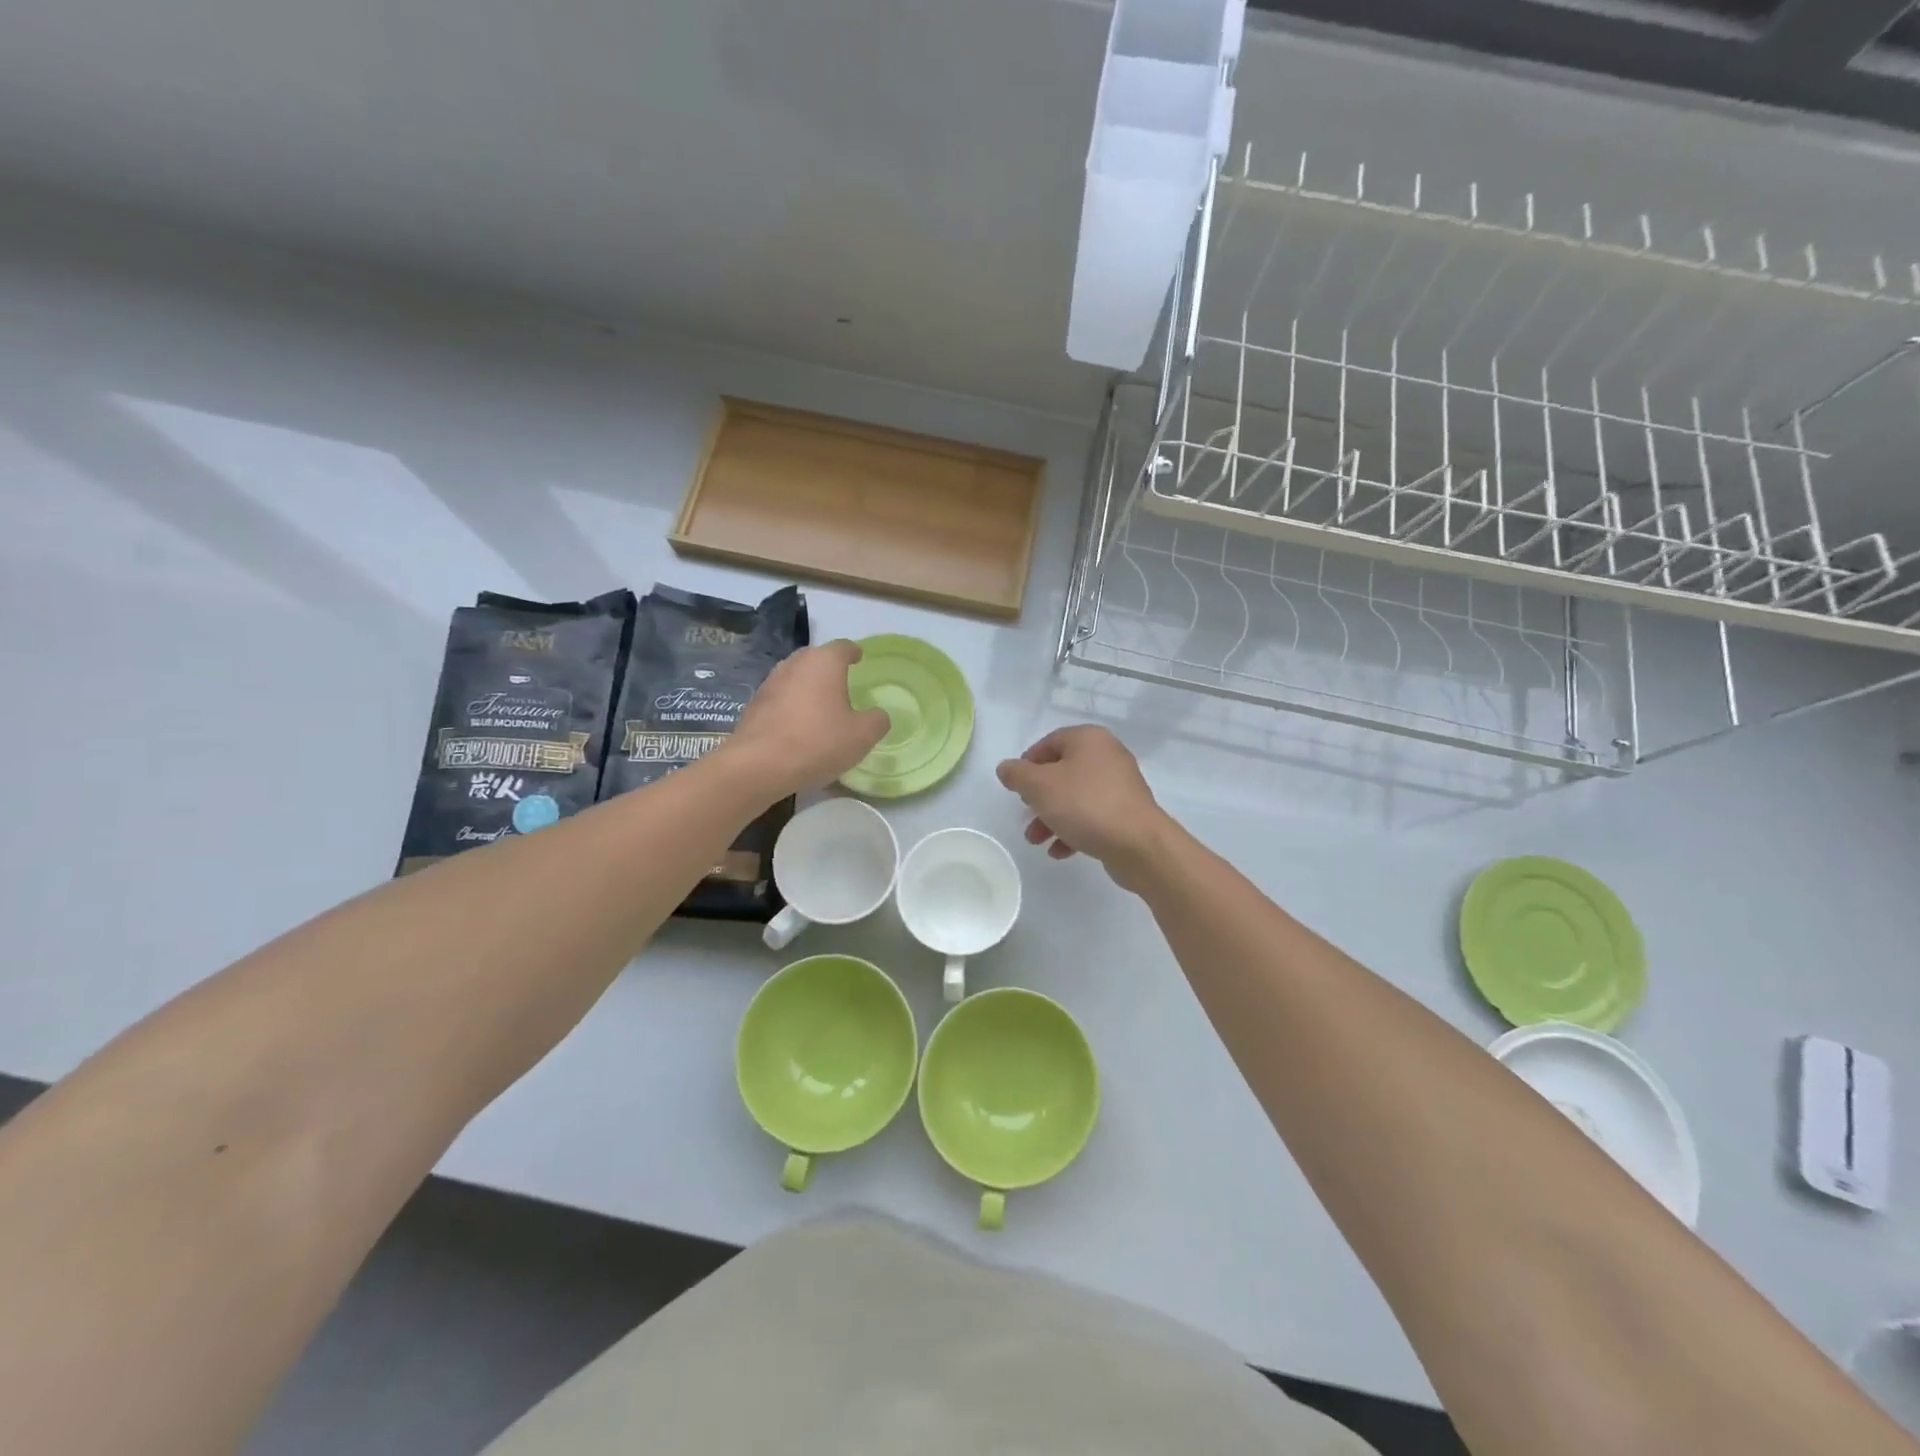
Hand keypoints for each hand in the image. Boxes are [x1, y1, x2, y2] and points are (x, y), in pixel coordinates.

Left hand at [728, 639, 889, 796]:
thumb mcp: (862, 736)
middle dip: (829, 667)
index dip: (854, 653)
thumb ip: (877, 720)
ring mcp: (770, 682)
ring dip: (808, 686)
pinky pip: (780, 697)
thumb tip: (878, 715)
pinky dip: (791, 704)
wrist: (759, 765)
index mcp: (824, 662)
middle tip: (842, 684)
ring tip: (820, 706)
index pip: (843, 647)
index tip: (860, 659)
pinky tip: (798, 725)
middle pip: (816, 658)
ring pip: (796, 676)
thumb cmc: (818, 742)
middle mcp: (795, 664)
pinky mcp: (754, 704)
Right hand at [996, 726, 1176, 891]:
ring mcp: (1120, 786)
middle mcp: (1107, 756)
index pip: (1050, 742)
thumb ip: (1017, 774)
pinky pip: (1092, 816)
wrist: (1137, 844)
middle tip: (1026, 813)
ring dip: (1052, 818)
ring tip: (1036, 840)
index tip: (1016, 786)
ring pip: (1075, 797)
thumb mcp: (1040, 786)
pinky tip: (1059, 851)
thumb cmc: (1084, 804)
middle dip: (1039, 797)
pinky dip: (1073, 830)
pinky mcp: (1126, 813)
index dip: (1028, 763)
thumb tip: (1006, 768)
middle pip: (1062, 772)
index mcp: (1089, 739)